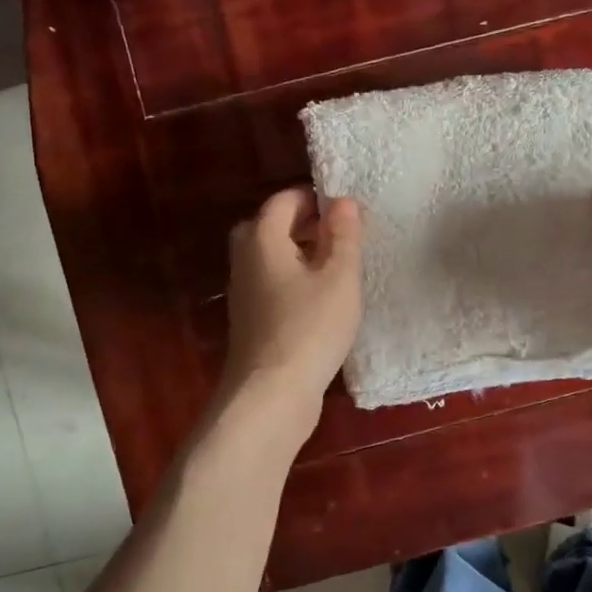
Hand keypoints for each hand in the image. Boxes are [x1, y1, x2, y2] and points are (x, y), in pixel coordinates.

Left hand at [222, 188, 363, 406]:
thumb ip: (344, 235)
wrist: (271, 394)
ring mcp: (243, 291)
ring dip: (299, 252)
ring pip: (270, 256)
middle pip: (270, 225)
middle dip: (304, 222)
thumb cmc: (310, 328)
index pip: (284, 200)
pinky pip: (271, 282)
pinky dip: (293, 278)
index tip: (347, 210)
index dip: (315, 198)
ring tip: (336, 265)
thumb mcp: (339, 277)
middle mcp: (245, 259)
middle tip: (340, 234)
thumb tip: (343, 200)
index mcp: (262, 239)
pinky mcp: (250, 319)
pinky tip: (320, 298)